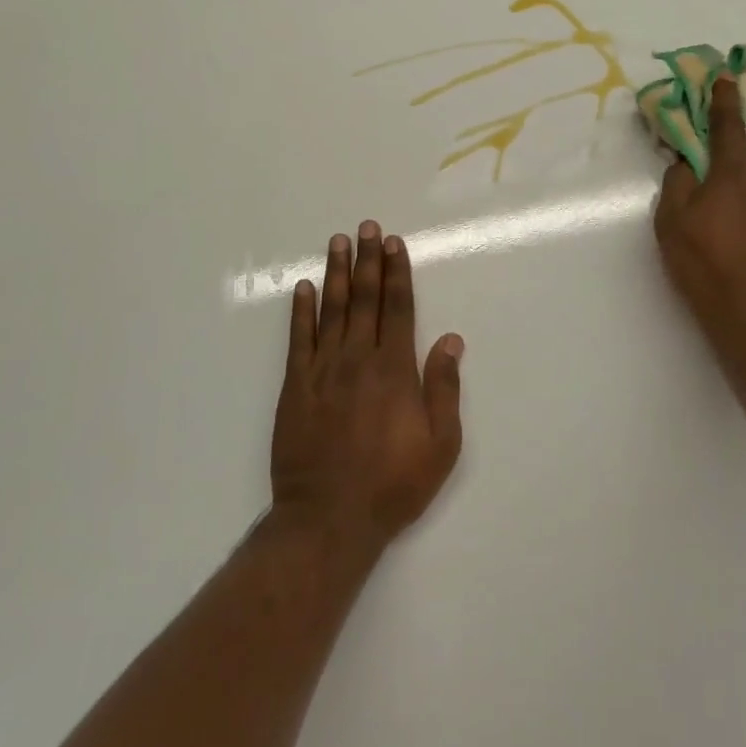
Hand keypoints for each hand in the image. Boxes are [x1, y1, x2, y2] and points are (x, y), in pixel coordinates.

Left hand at [270, 221, 464, 553]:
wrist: (328, 518)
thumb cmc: (393, 484)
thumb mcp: (440, 444)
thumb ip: (444, 388)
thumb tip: (450, 339)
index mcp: (395, 370)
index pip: (398, 308)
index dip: (397, 273)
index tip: (394, 244)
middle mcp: (358, 359)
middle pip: (364, 299)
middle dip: (368, 260)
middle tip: (368, 227)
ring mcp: (322, 371)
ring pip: (331, 311)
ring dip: (336, 274)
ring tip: (339, 242)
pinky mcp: (294, 388)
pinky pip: (298, 340)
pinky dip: (301, 312)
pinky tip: (304, 288)